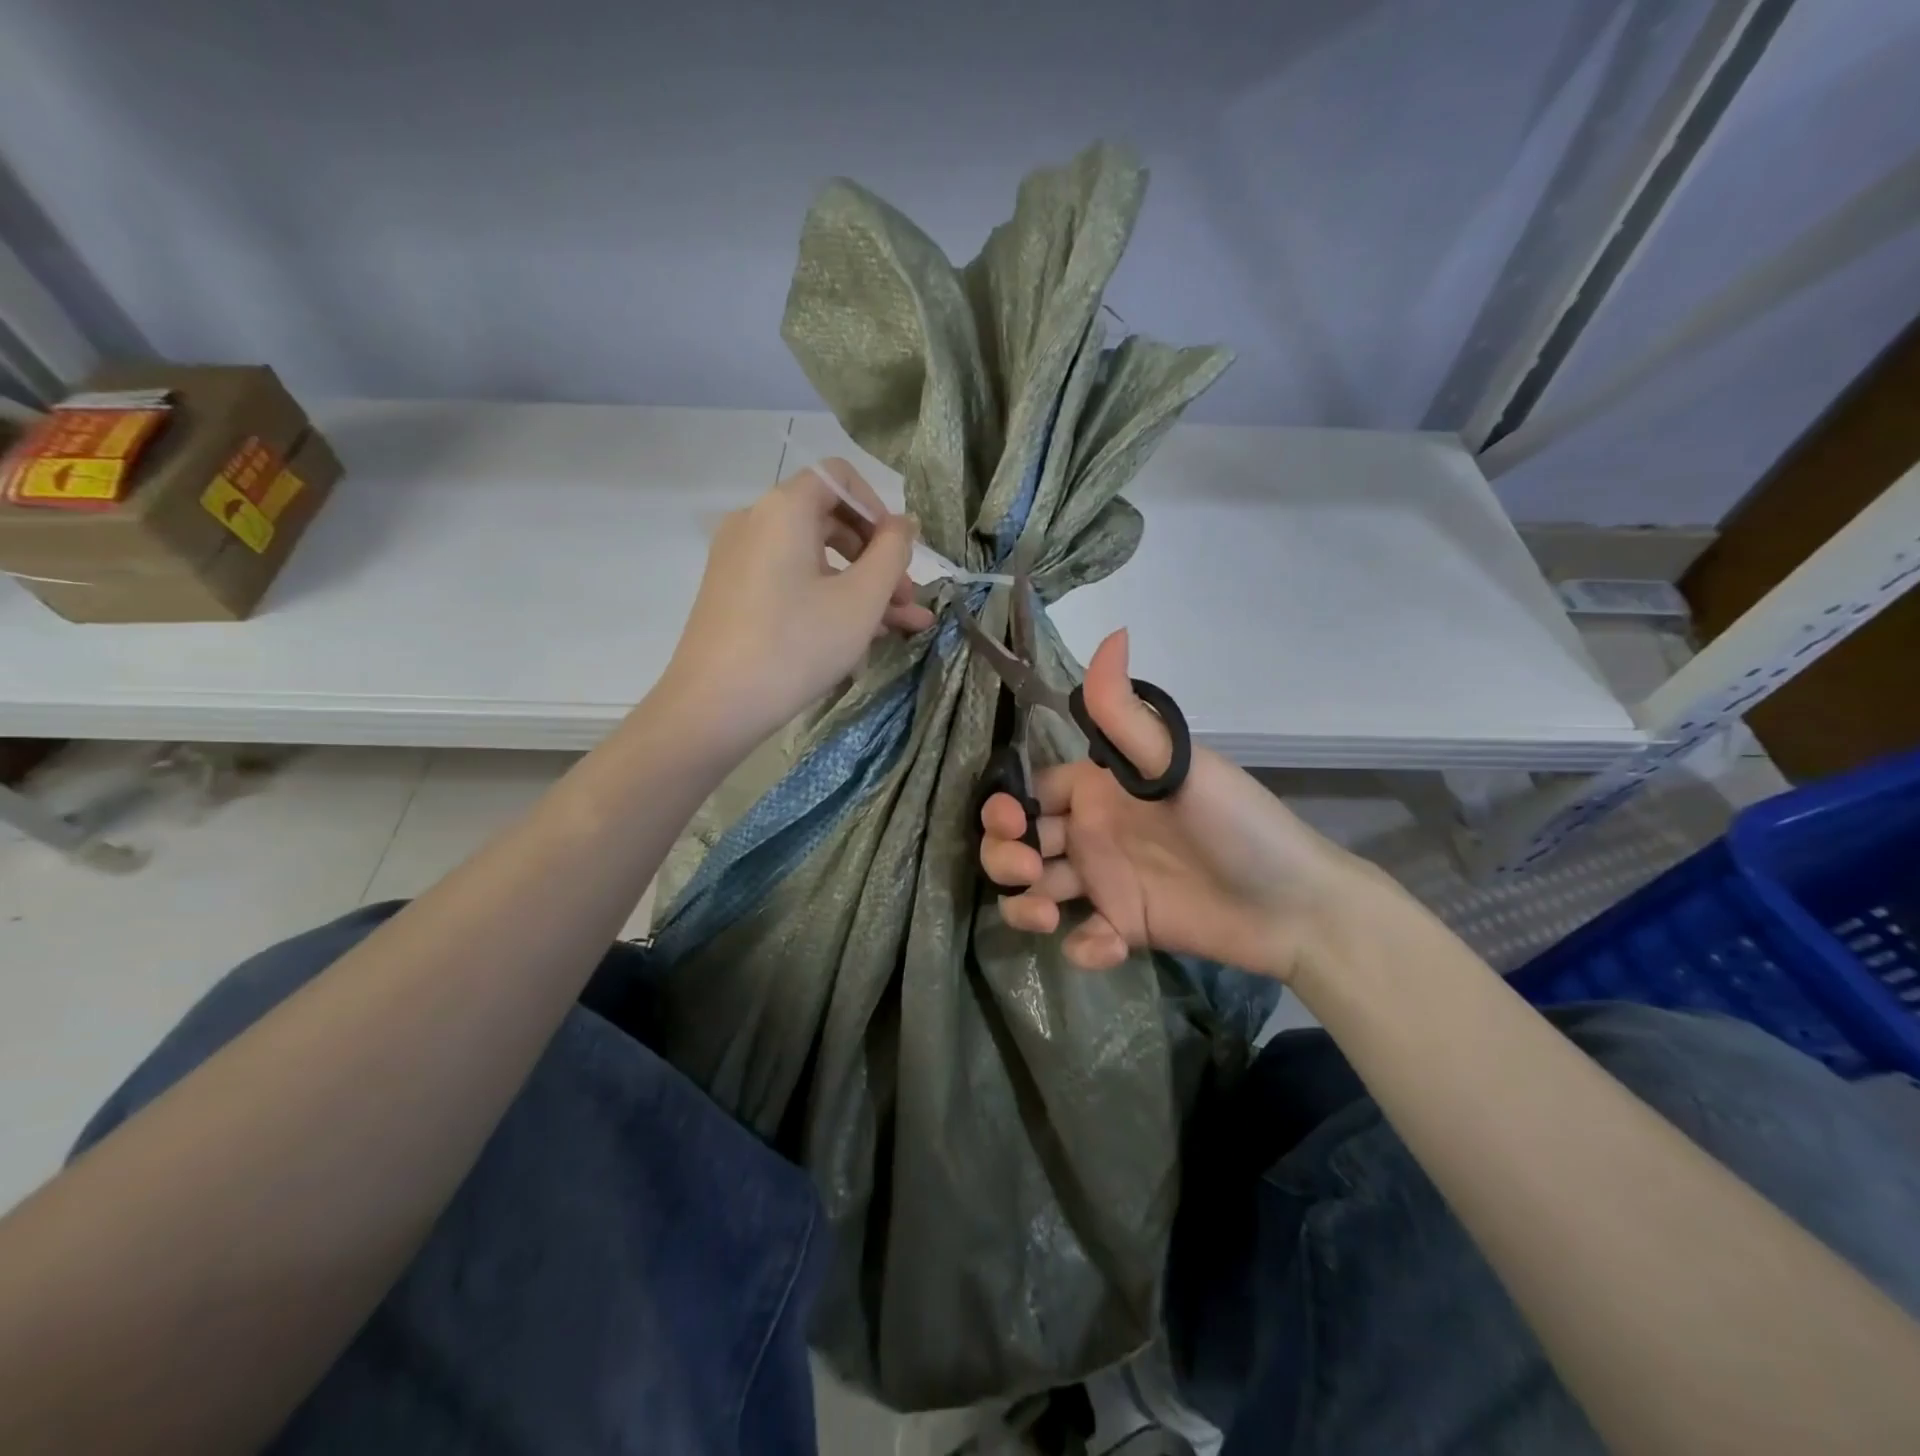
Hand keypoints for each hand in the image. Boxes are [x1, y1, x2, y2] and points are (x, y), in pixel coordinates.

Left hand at [659, 460, 935, 747]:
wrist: (715, 706)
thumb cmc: (797, 644)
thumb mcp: (861, 599)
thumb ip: (893, 552)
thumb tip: (904, 524)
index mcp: (783, 510)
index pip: (839, 478)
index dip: (878, 508)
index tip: (900, 552)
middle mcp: (755, 523)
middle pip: (830, 522)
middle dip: (877, 560)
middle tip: (908, 600)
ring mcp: (740, 561)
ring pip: (815, 561)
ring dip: (861, 588)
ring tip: (902, 627)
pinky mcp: (735, 595)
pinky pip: (792, 583)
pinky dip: (827, 600)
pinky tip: (862, 638)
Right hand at [980, 629, 1364, 982]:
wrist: (1296, 906)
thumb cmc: (1236, 824)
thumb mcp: (1179, 764)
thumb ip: (1128, 713)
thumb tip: (1113, 633)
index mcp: (1099, 789)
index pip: (1029, 790)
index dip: (1005, 805)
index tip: (1011, 822)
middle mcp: (1093, 833)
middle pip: (1020, 843)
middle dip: (1004, 857)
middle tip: (1030, 871)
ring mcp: (1105, 883)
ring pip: (1036, 892)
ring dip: (1026, 906)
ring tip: (1048, 916)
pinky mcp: (1122, 929)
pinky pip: (1081, 939)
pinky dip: (1081, 947)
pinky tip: (1108, 945)